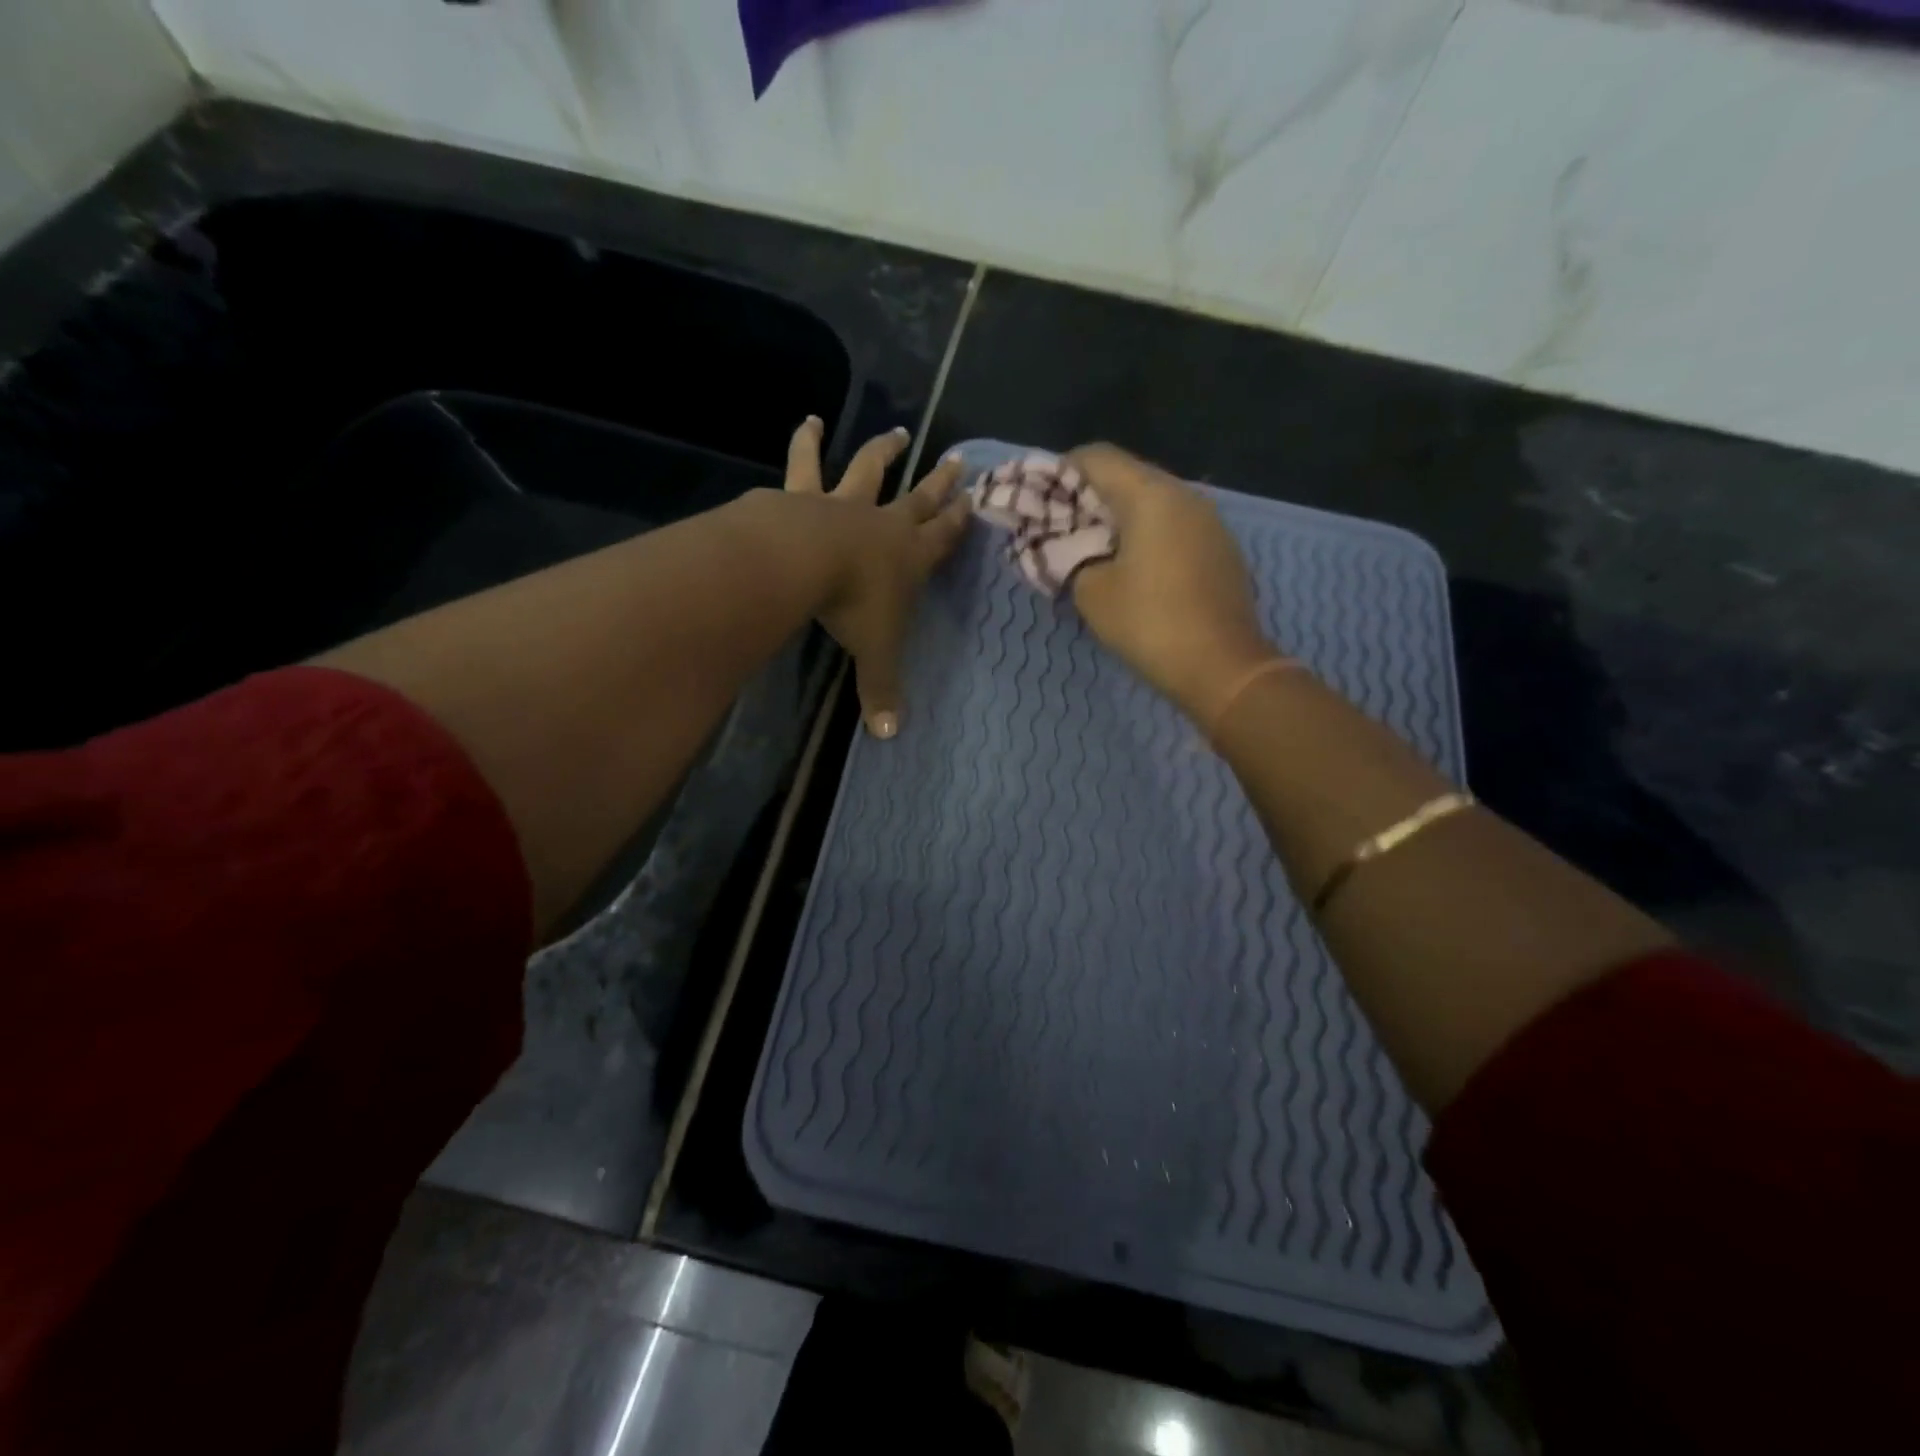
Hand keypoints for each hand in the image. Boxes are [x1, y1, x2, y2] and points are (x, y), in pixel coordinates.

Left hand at [786, 418, 970, 738]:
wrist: (804, 562)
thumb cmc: (853, 606)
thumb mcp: (874, 654)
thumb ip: (882, 692)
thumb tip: (890, 737)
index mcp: (910, 558)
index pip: (944, 537)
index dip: (961, 521)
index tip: (975, 499)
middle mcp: (885, 524)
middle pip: (920, 498)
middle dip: (941, 482)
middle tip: (957, 459)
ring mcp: (846, 504)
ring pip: (870, 470)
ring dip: (884, 451)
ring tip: (895, 431)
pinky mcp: (805, 495)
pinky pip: (805, 464)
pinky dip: (806, 442)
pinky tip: (807, 421)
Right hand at [1066, 443, 1277, 722]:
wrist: (1223, 667)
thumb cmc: (1150, 623)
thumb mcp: (1092, 591)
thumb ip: (1068, 557)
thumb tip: (1063, 546)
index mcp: (1150, 495)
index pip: (1096, 457)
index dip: (1060, 472)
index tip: (1039, 501)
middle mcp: (1184, 495)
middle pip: (1127, 476)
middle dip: (1089, 497)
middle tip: (1060, 529)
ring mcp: (1209, 521)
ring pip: (1153, 502)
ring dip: (1118, 519)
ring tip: (1092, 551)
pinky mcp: (1221, 548)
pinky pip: (1174, 526)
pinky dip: (1146, 535)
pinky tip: (1132, 568)